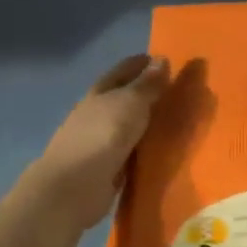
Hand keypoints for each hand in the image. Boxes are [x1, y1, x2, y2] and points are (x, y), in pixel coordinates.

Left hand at [39, 54, 169, 226]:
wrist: (74, 186)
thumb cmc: (103, 135)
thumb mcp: (131, 103)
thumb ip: (147, 84)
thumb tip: (161, 59)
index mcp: (99, 94)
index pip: (122, 71)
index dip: (140, 64)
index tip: (160, 59)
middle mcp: (95, 114)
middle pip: (121, 98)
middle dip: (143, 92)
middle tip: (172, 90)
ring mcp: (98, 142)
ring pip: (126, 125)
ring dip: (144, 122)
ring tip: (171, 120)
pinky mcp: (105, 168)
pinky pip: (130, 151)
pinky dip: (142, 147)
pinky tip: (159, 148)